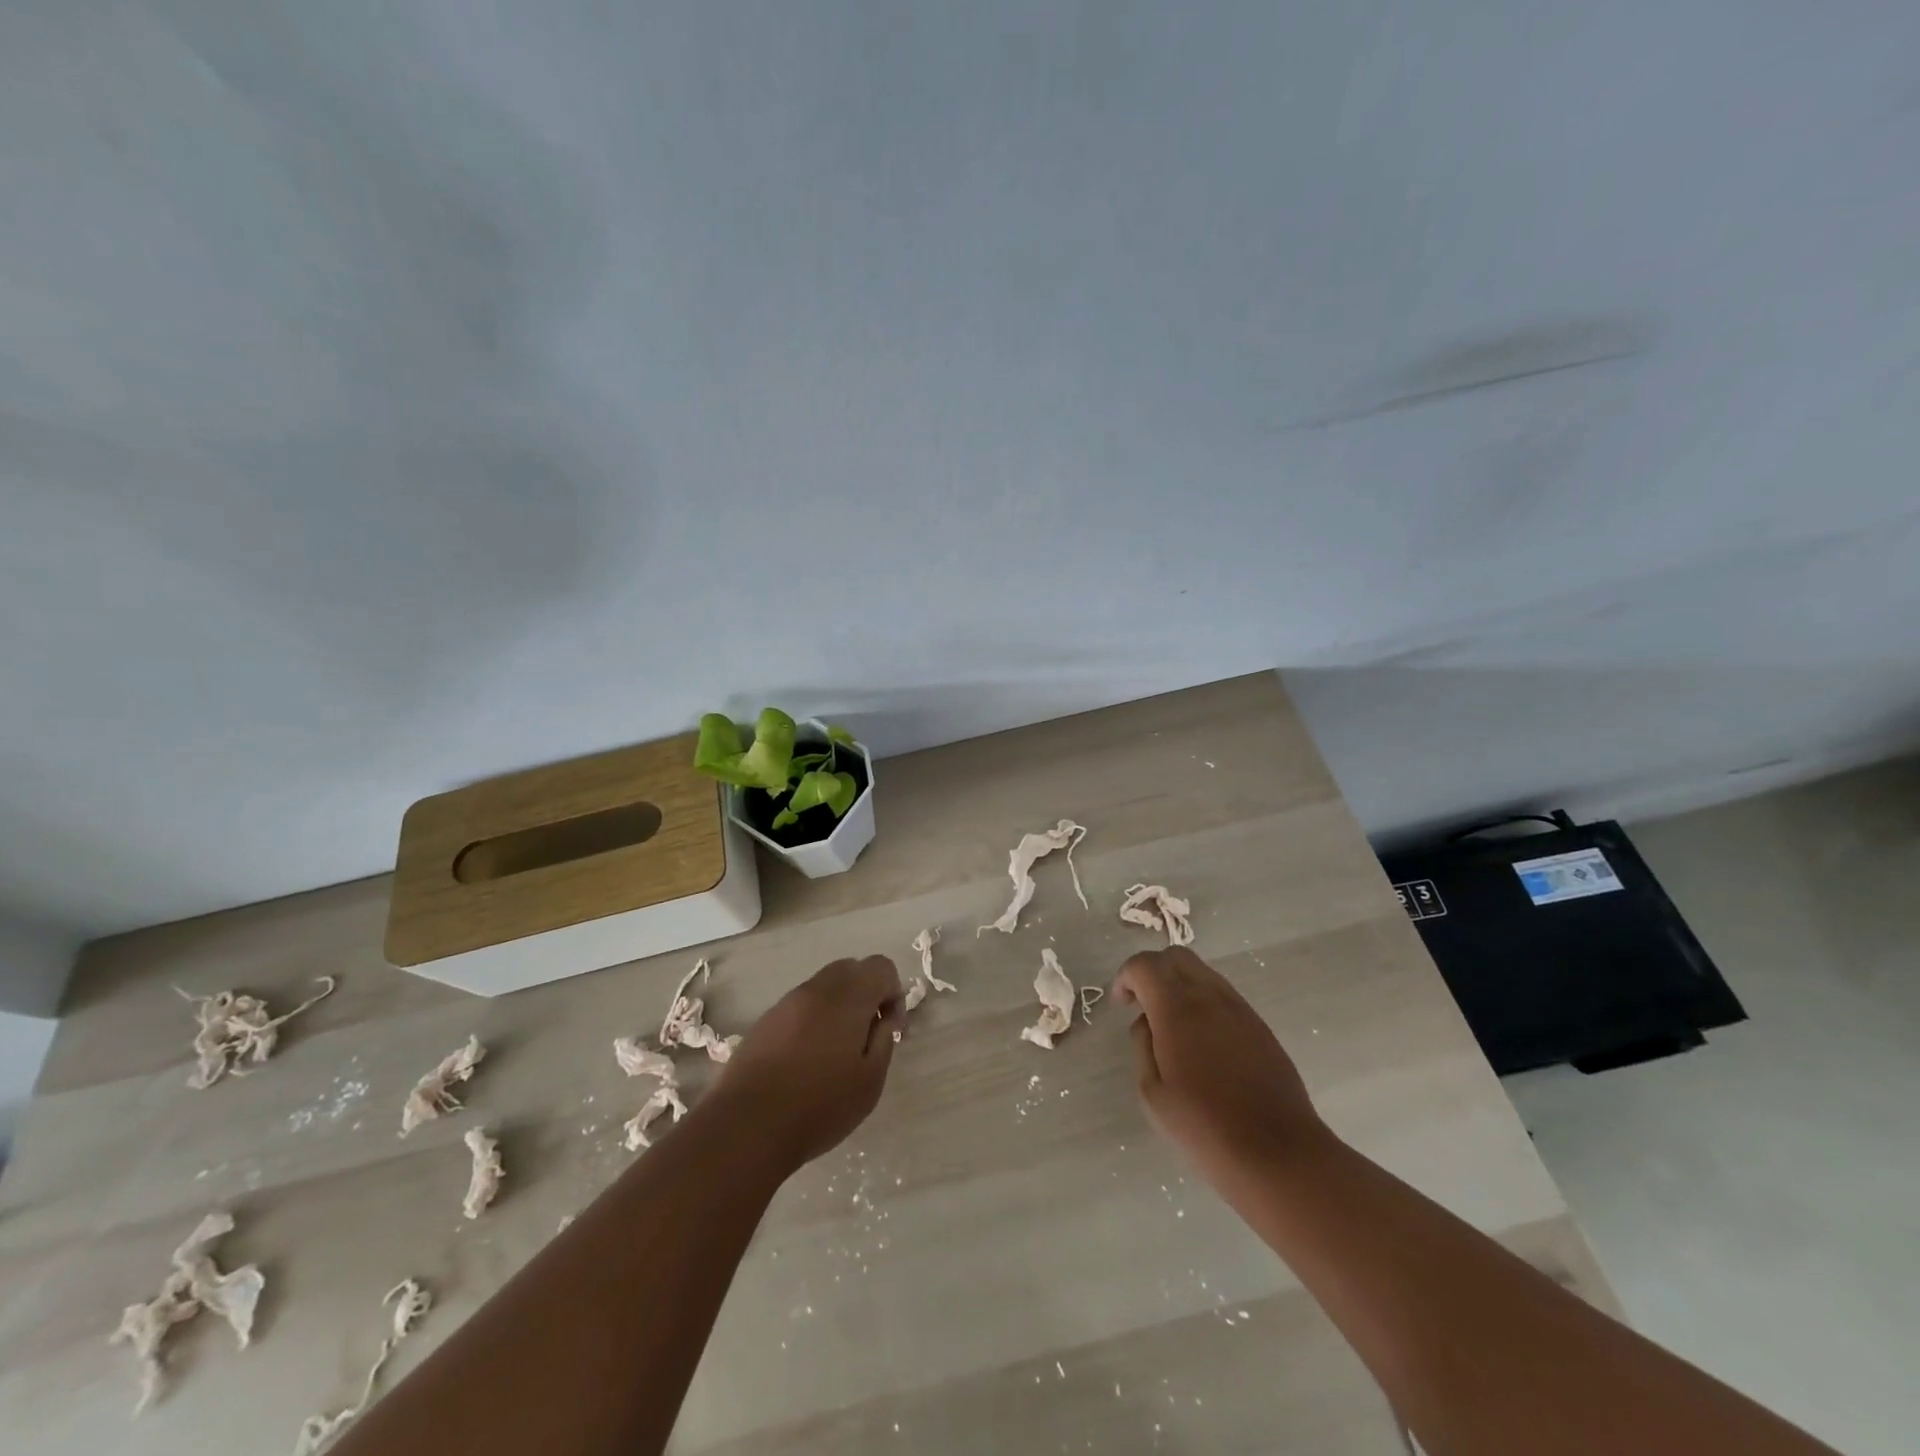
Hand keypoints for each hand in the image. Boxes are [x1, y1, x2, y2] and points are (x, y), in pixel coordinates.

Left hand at [706, 955, 904, 1174]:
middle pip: (851, 968)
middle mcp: (817, 989)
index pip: (881, 966)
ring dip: (839, 1006)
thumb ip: (884, 1039)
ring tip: (836, 1051)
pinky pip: (800, 1005)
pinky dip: (813, 1018)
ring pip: (824, 985)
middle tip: (867, 1035)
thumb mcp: (870, 1080)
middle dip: (866, 993)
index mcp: (848, 997)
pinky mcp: (765, 1020)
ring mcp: (787, 1002)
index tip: (891, 1029)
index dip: (894, 993)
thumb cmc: (819, 1106)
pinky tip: (807, 1059)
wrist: (746, 1127)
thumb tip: (883, 1018)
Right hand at [1113, 947, 1327, 1184]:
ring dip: (1180, 985)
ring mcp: (1240, 1009)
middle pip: (1176, 956)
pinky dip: (1203, 1002)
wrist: (1277, 1154)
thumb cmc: (1204, 1127)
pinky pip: (1224, 996)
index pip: (1145, 964)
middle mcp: (1210, 997)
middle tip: (1142, 1005)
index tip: (1121, 1004)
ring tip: (1172, 1027)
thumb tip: (1147, 1024)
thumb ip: (1143, 1046)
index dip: (1126, 976)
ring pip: (1203, 973)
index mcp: (1177, 1008)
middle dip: (1152, 971)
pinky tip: (1201, 1042)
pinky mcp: (1260, 1027)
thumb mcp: (1153, 1093)